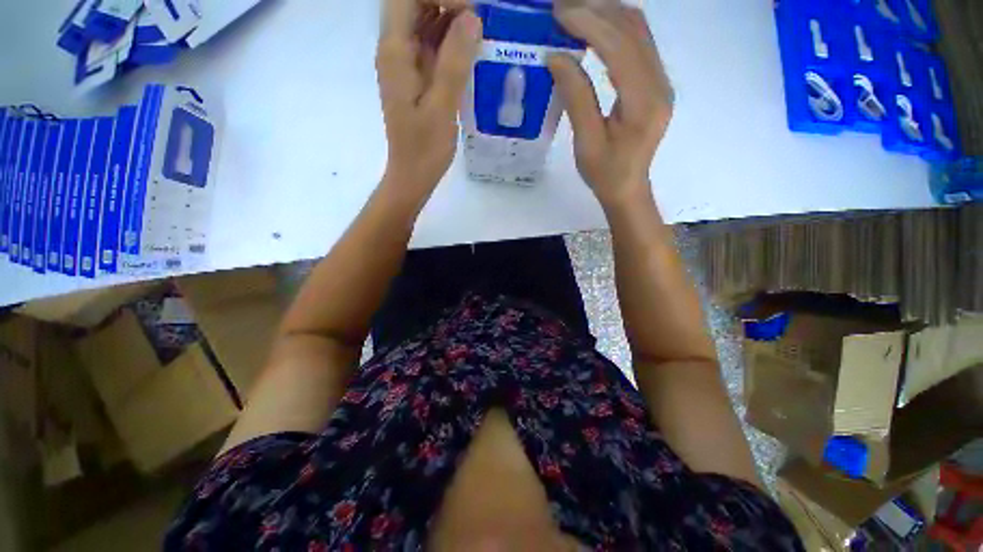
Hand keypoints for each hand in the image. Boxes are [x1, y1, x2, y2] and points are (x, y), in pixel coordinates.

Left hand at [377, 0, 481, 193]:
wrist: (413, 175)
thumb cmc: (424, 149)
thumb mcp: (441, 107)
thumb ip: (454, 62)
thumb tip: (472, 18)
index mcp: (395, 52)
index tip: (470, 10)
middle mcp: (396, 50)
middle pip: (415, 4)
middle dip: (447, 3)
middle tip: (480, 19)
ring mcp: (406, 64)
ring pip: (425, 22)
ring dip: (451, 19)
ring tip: (481, 31)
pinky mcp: (417, 78)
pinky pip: (432, 46)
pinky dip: (452, 41)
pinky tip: (472, 50)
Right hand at [547, 5, 672, 207]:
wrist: (628, 188)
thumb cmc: (605, 173)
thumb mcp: (586, 142)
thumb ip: (576, 97)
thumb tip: (556, 56)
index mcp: (643, 102)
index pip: (619, 47)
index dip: (589, 24)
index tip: (559, 14)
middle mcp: (659, 83)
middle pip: (634, 29)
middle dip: (597, 10)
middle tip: (562, 8)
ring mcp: (660, 81)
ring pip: (638, 30)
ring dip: (606, 15)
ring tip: (574, 14)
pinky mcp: (655, 82)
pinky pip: (638, 43)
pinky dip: (614, 29)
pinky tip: (593, 30)